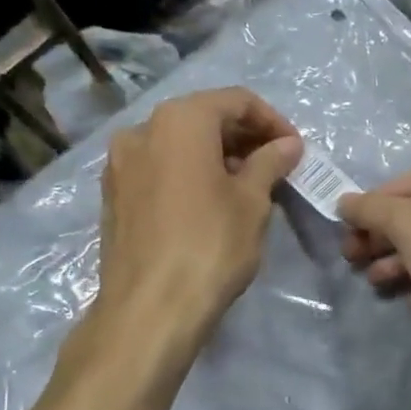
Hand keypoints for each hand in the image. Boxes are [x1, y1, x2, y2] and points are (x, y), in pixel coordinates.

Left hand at [92, 87, 302, 343]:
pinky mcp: (114, 196)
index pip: (236, 101)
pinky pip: (161, 170)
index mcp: (180, 120)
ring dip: (218, 158)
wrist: (150, 308)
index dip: (272, 121)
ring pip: (179, 145)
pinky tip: (212, 204)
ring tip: (249, 188)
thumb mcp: (252, 202)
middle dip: (244, 139)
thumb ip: (270, 163)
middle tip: (276, 169)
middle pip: (204, 118)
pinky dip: (190, 175)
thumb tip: (287, 145)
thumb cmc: (211, 246)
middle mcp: (142, 129)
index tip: (295, 150)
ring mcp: (121, 164)